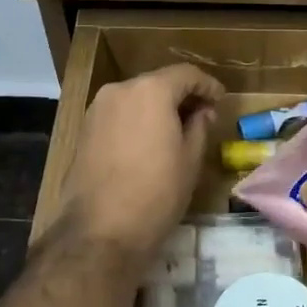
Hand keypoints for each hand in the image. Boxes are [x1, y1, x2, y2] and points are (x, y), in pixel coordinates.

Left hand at [53, 64, 223, 271]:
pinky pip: (119, 114)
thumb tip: (202, 111)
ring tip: (177, 130)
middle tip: (203, 115)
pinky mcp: (85, 129)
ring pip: (136, 98)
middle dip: (182, 95)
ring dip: (158, 107)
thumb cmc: (156, 193)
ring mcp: (98, 109)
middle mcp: (120, 90)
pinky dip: (138, 119)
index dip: (207, 85)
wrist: (100, 231)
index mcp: (150, 91)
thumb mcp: (190, 160)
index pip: (186, 74)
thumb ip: (199, 126)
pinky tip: (150, 140)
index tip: (221, 99)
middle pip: (158, 83)